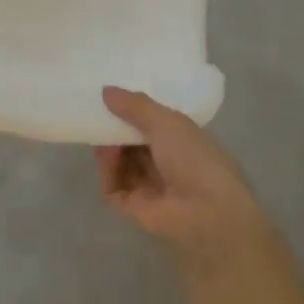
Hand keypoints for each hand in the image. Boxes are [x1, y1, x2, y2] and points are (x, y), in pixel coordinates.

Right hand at [95, 86, 262, 278]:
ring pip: (120, 161)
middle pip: (133, 142)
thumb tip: (106, 90)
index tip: (112, 95)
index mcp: (183, 142)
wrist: (206, 213)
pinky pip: (112, 183)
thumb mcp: (167, 122)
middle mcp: (166, 163)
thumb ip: (135, 105)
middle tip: (97, 111)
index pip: (153, 123)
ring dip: (109, 147)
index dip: (134, 110)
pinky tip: (106, 156)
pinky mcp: (132, 206)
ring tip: (101, 134)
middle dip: (116, 127)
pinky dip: (107, 170)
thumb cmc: (195, 160)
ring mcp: (149, 186)